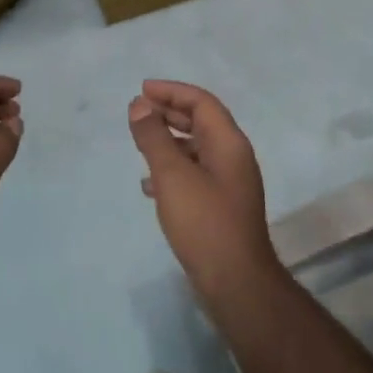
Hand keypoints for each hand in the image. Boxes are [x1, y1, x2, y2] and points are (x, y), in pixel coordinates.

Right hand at [128, 80, 279, 304]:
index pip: (202, 102)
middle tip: (138, 110)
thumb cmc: (204, 222)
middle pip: (201, 122)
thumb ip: (154, 137)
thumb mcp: (172, 175)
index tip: (142, 90)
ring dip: (169, 141)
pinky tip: (149, 185)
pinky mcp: (220, 206)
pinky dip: (172, 170)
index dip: (172, 91)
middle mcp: (233, 157)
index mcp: (229, 143)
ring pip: (196, 149)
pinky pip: (194, 174)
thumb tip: (139, 105)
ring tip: (139, 142)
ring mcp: (229, 183)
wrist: (235, 282)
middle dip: (169, 113)